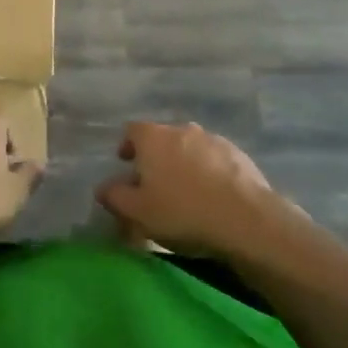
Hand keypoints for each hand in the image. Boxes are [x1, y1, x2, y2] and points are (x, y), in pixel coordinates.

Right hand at [95, 122, 291, 258]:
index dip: (127, 146)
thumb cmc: (182, 212)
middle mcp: (181, 129)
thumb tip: (102, 188)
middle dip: (156, 158)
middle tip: (155, 185)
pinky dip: (208, 172)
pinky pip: (214, 160)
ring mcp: (211, 139)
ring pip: (189, 148)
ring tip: (186, 193)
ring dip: (184, 164)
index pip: (132, 131)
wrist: (245, 217)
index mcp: (153, 138)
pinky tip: (213, 197)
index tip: (126, 164)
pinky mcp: (237, 154)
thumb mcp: (139, 212)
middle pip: (162, 139)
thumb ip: (116, 197)